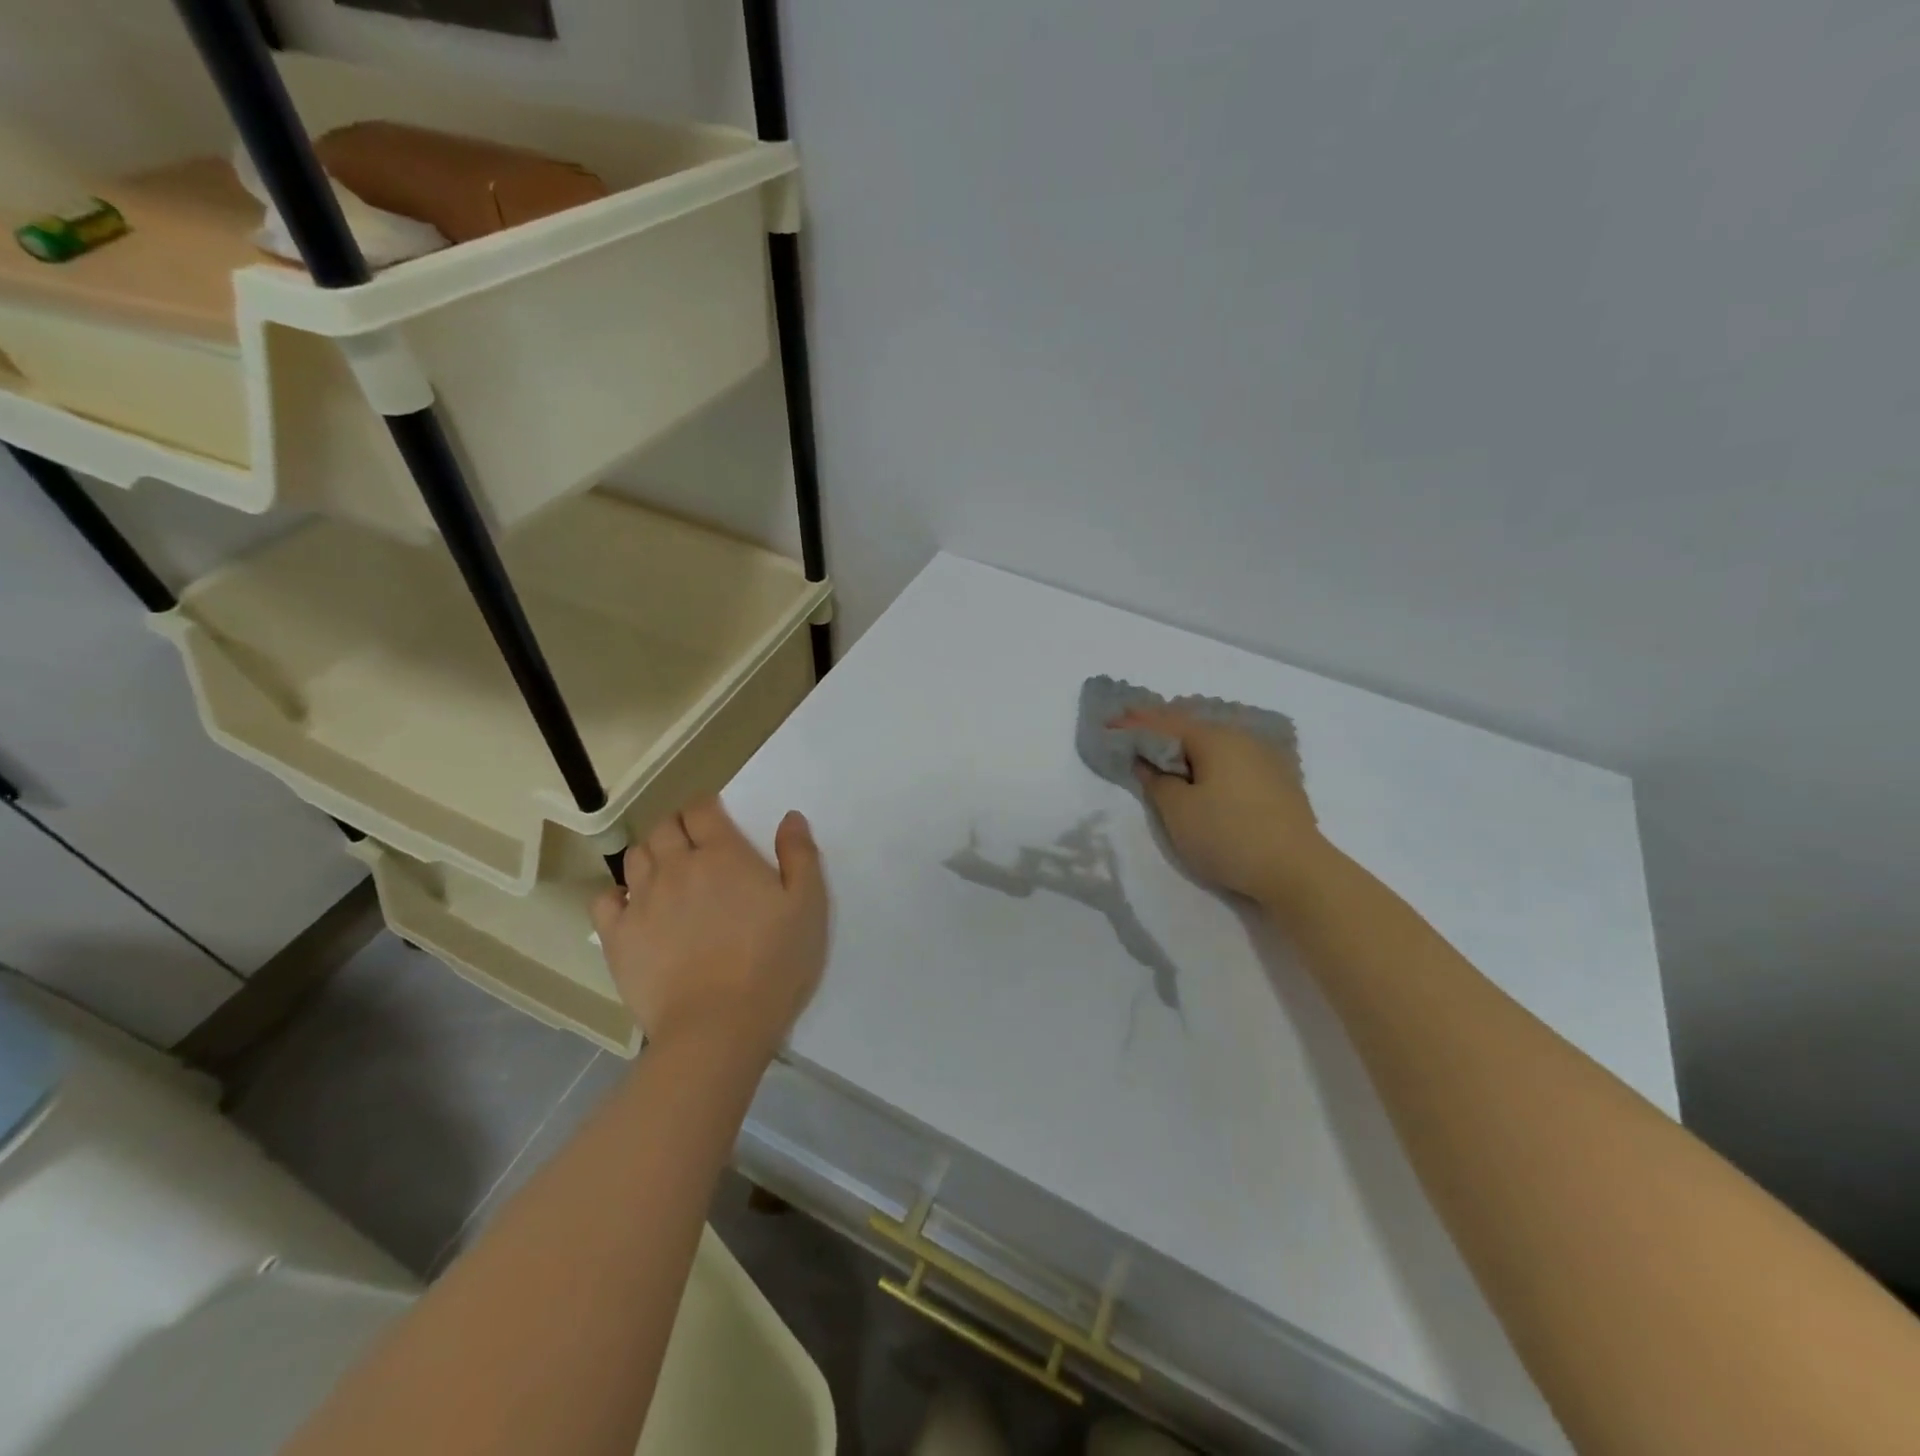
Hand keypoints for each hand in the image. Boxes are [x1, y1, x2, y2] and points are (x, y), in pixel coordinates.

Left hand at [590, 799, 828, 1062]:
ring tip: (666, 872)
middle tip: (695, 844)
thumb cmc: (773, 963)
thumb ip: (800, 855)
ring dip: (651, 854)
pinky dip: (617, 894)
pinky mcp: (619, 937)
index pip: (702, 808)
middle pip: (664, 826)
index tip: (717, 817)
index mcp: (723, 855)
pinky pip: (605, 899)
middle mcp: (677, 867)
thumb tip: (789, 817)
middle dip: (678, 826)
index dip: (707, 806)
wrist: (718, 1027)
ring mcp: (642, 901)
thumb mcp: (808, 906)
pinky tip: (634, 907)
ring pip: (635, 856)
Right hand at [1119, 707, 1328, 906]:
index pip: (1165, 723)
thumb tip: (1148, 762)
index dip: (1134, 723)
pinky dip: (1207, 758)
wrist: (1298, 871)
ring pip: (1214, 741)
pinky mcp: (1278, 781)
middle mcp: (1242, 739)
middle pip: (1192, 726)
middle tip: (1132, 730)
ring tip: (1163, 748)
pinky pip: (1231, 758)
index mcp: (1214, 739)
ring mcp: (1265, 758)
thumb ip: (1157, 781)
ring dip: (1185, 743)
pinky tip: (1202, 769)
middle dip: (1160, 727)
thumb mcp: (1178, 811)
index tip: (1108, 723)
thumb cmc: (1228, 836)